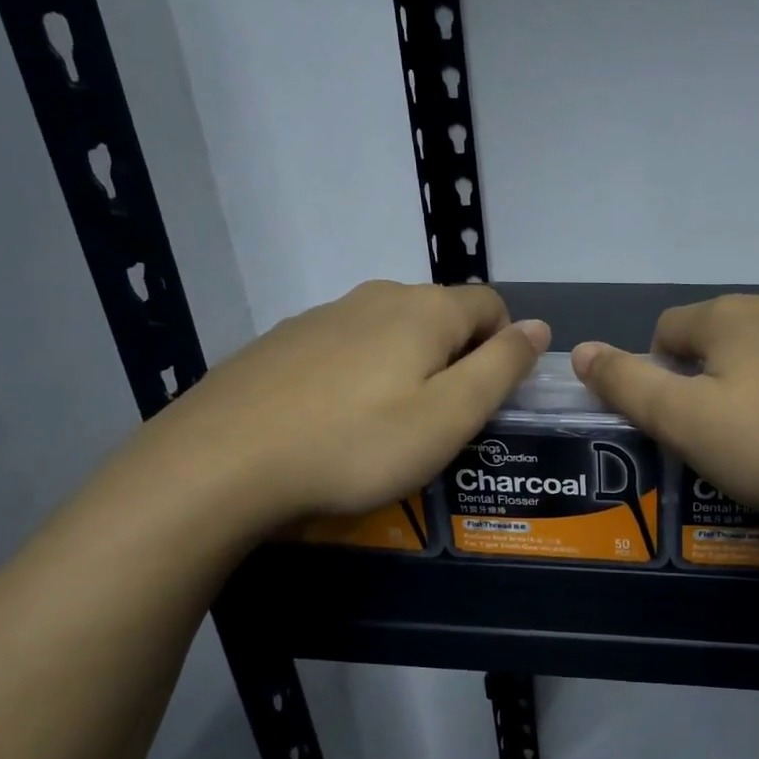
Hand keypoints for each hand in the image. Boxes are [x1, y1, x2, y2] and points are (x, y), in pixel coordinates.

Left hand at [151, 280, 547, 534]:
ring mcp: (323, 315)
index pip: (491, 306)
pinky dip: (359, 375)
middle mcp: (376, 296)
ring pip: (391, 332)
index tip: (486, 401)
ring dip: (407, 367)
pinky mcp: (283, 342)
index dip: (504, 348)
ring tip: (386, 427)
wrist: (220, 462)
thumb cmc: (356, 444)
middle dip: (456, 360)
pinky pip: (345, 348)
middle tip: (440, 423)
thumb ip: (501, 368)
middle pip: (441, 316)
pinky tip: (334, 421)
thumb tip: (538, 327)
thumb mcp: (449, 416)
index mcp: (424, 310)